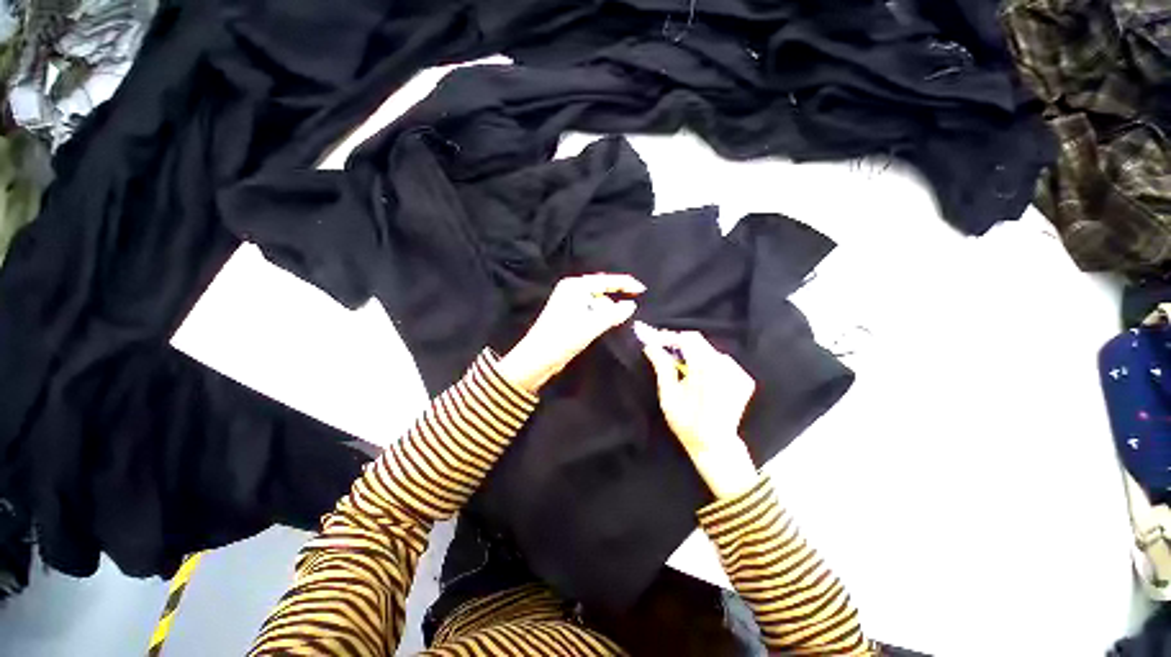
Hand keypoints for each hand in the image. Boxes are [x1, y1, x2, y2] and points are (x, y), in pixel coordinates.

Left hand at [497, 274, 644, 392]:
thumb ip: (613, 313)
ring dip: (609, 309)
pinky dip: (601, 316)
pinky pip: (591, 311)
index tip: (643, 290)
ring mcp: (569, 303)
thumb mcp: (591, 325)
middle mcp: (571, 290)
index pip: (605, 280)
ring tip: (624, 317)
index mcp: (575, 286)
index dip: (625, 283)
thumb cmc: (563, 338)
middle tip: (636, 304)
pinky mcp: (569, 316)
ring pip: (596, 302)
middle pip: (601, 289)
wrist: (537, 358)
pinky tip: (610, 322)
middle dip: (617, 296)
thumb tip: (631, 305)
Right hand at [635, 323, 758, 499]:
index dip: (669, 336)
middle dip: (678, 343)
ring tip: (678, 364)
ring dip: (692, 353)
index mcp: (706, 368)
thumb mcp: (668, 396)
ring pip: (709, 351)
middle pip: (699, 342)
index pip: (687, 339)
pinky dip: (706, 363)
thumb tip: (651, 346)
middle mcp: (726, 366)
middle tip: (661, 348)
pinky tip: (698, 376)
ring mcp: (738, 372)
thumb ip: (662, 367)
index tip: (653, 338)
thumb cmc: (687, 423)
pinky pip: (720, 362)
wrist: (716, 446)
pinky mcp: (744, 379)